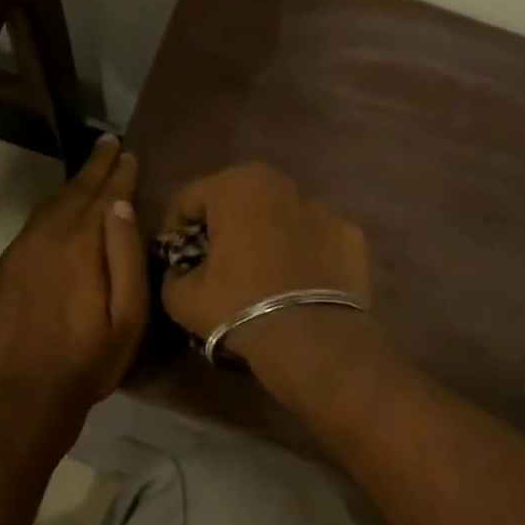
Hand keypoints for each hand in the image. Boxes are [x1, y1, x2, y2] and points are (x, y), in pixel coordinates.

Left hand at [0, 136, 147, 439]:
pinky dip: (47, 216)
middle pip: (73, 193)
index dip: (118, 172)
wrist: (24, 396)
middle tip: (108, 144)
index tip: (128, 152)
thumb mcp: (128, 316)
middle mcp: (45, 237)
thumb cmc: (89, 361)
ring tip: (87, 175)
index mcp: (81, 244)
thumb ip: (126, 256)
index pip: (104, 195)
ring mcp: (16, 253)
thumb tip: (121, 205)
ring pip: (47, 208)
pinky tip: (55, 219)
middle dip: (94, 167)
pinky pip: (28, 231)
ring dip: (70, 190)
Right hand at [160, 162, 373, 371]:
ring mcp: (324, 208)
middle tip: (215, 265)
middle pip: (237, 201)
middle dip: (223, 228)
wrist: (311, 340)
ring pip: (280, 218)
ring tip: (260, 277)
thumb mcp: (181, 298)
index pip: (188, 199)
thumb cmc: (238, 307)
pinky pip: (314, 239)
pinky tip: (296, 285)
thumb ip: (172, 274)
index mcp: (236, 186)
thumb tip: (181, 272)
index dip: (173, 230)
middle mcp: (282, 184)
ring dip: (265, 238)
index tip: (174, 260)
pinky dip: (302, 254)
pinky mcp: (352, 235)